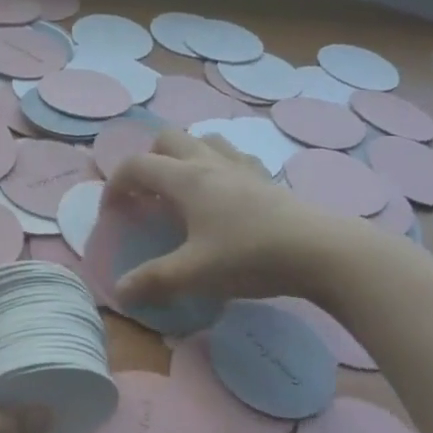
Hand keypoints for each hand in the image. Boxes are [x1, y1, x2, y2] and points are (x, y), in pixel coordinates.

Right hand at [106, 129, 372, 311]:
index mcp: (186, 179)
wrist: (320, 251)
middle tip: (148, 197)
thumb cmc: (249, 257)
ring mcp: (242, 166)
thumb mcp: (194, 274)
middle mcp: (210, 162)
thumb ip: (153, 281)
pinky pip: (233, 156)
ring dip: (184, 157)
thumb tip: (121, 293)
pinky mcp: (267, 178)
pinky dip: (218, 166)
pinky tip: (224, 195)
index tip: (112, 214)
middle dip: (148, 162)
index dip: (114, 186)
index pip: (136, 166)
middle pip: (167, 139)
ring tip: (183, 191)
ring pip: (203, 140)